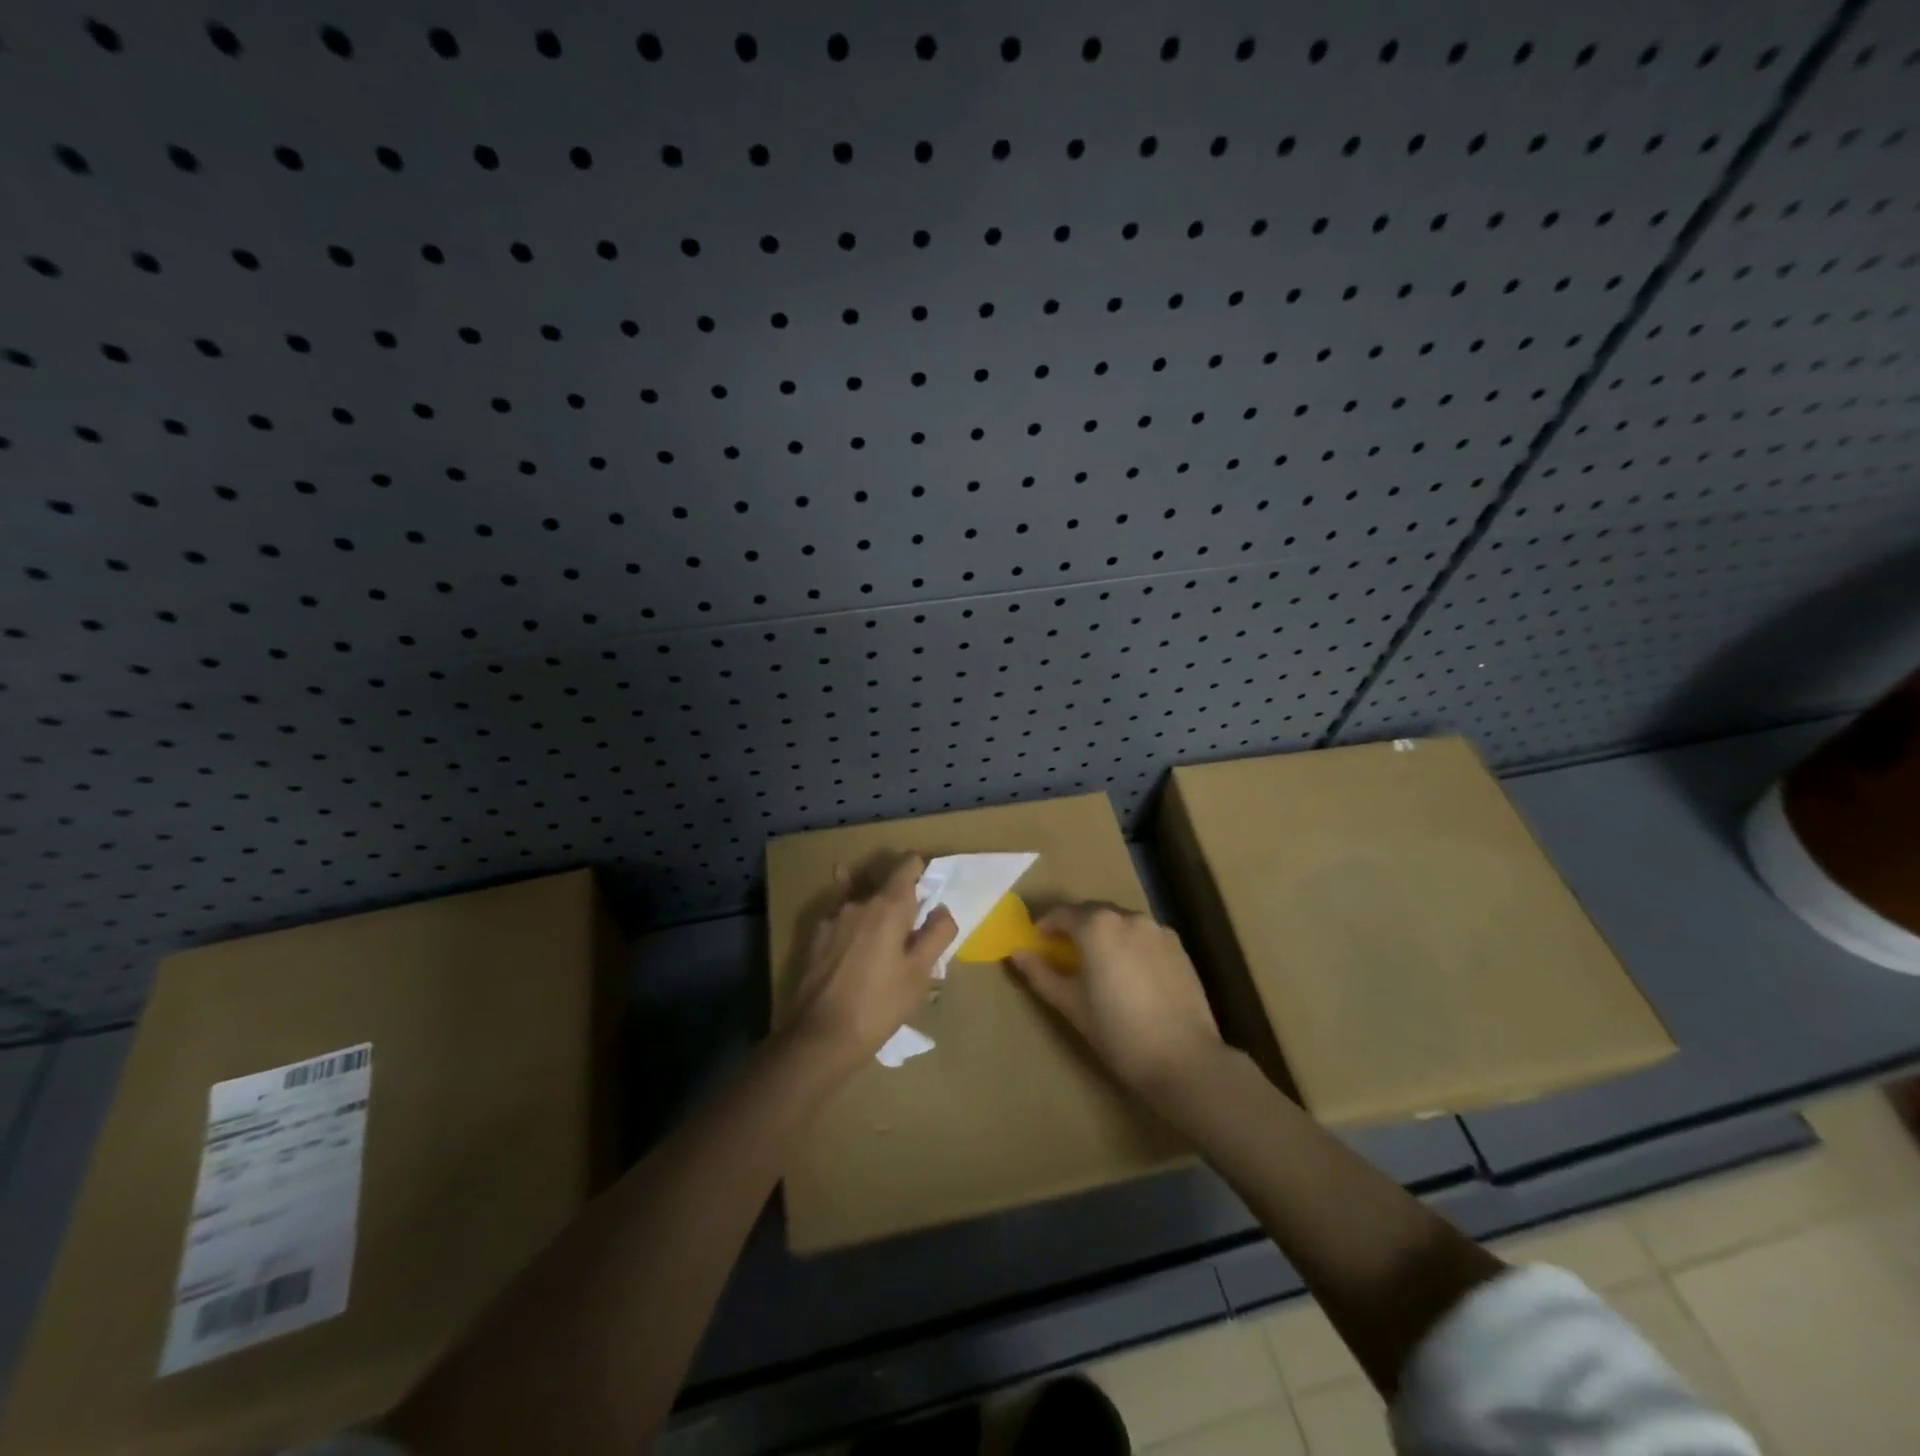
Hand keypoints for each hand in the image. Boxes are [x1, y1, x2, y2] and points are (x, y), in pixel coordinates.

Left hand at [786, 855, 956, 1072]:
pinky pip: (839, 916)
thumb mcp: (920, 973)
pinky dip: (851, 920)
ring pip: (860, 898)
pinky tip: (853, 938)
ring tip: (882, 933)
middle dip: (899, 894)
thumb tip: (942, 909)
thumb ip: (937, 934)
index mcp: (889, 906)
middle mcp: (859, 902)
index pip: (908, 864)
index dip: (920, 869)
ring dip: (873, 907)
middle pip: (883, 881)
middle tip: (911, 922)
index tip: (929, 887)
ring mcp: (832, 917)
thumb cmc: (881, 1003)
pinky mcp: (815, 937)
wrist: (823, 1035)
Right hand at [1009, 903, 1226, 1099]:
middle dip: (1075, 927)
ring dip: (1104, 934)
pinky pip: (1144, 936)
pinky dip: (1129, 944)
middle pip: (1093, 913)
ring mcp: (1157, 930)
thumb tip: (1016, 952)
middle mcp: (1128, 917)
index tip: (1037, 942)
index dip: (1046, 926)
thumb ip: (1040, 973)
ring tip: (1097, 963)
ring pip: (1120, 923)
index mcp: (1097, 926)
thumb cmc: (1117, 1032)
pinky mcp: (1178, 947)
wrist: (1183, 1059)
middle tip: (1063, 952)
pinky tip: (1129, 973)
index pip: (1062, 914)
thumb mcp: (1070, 1004)